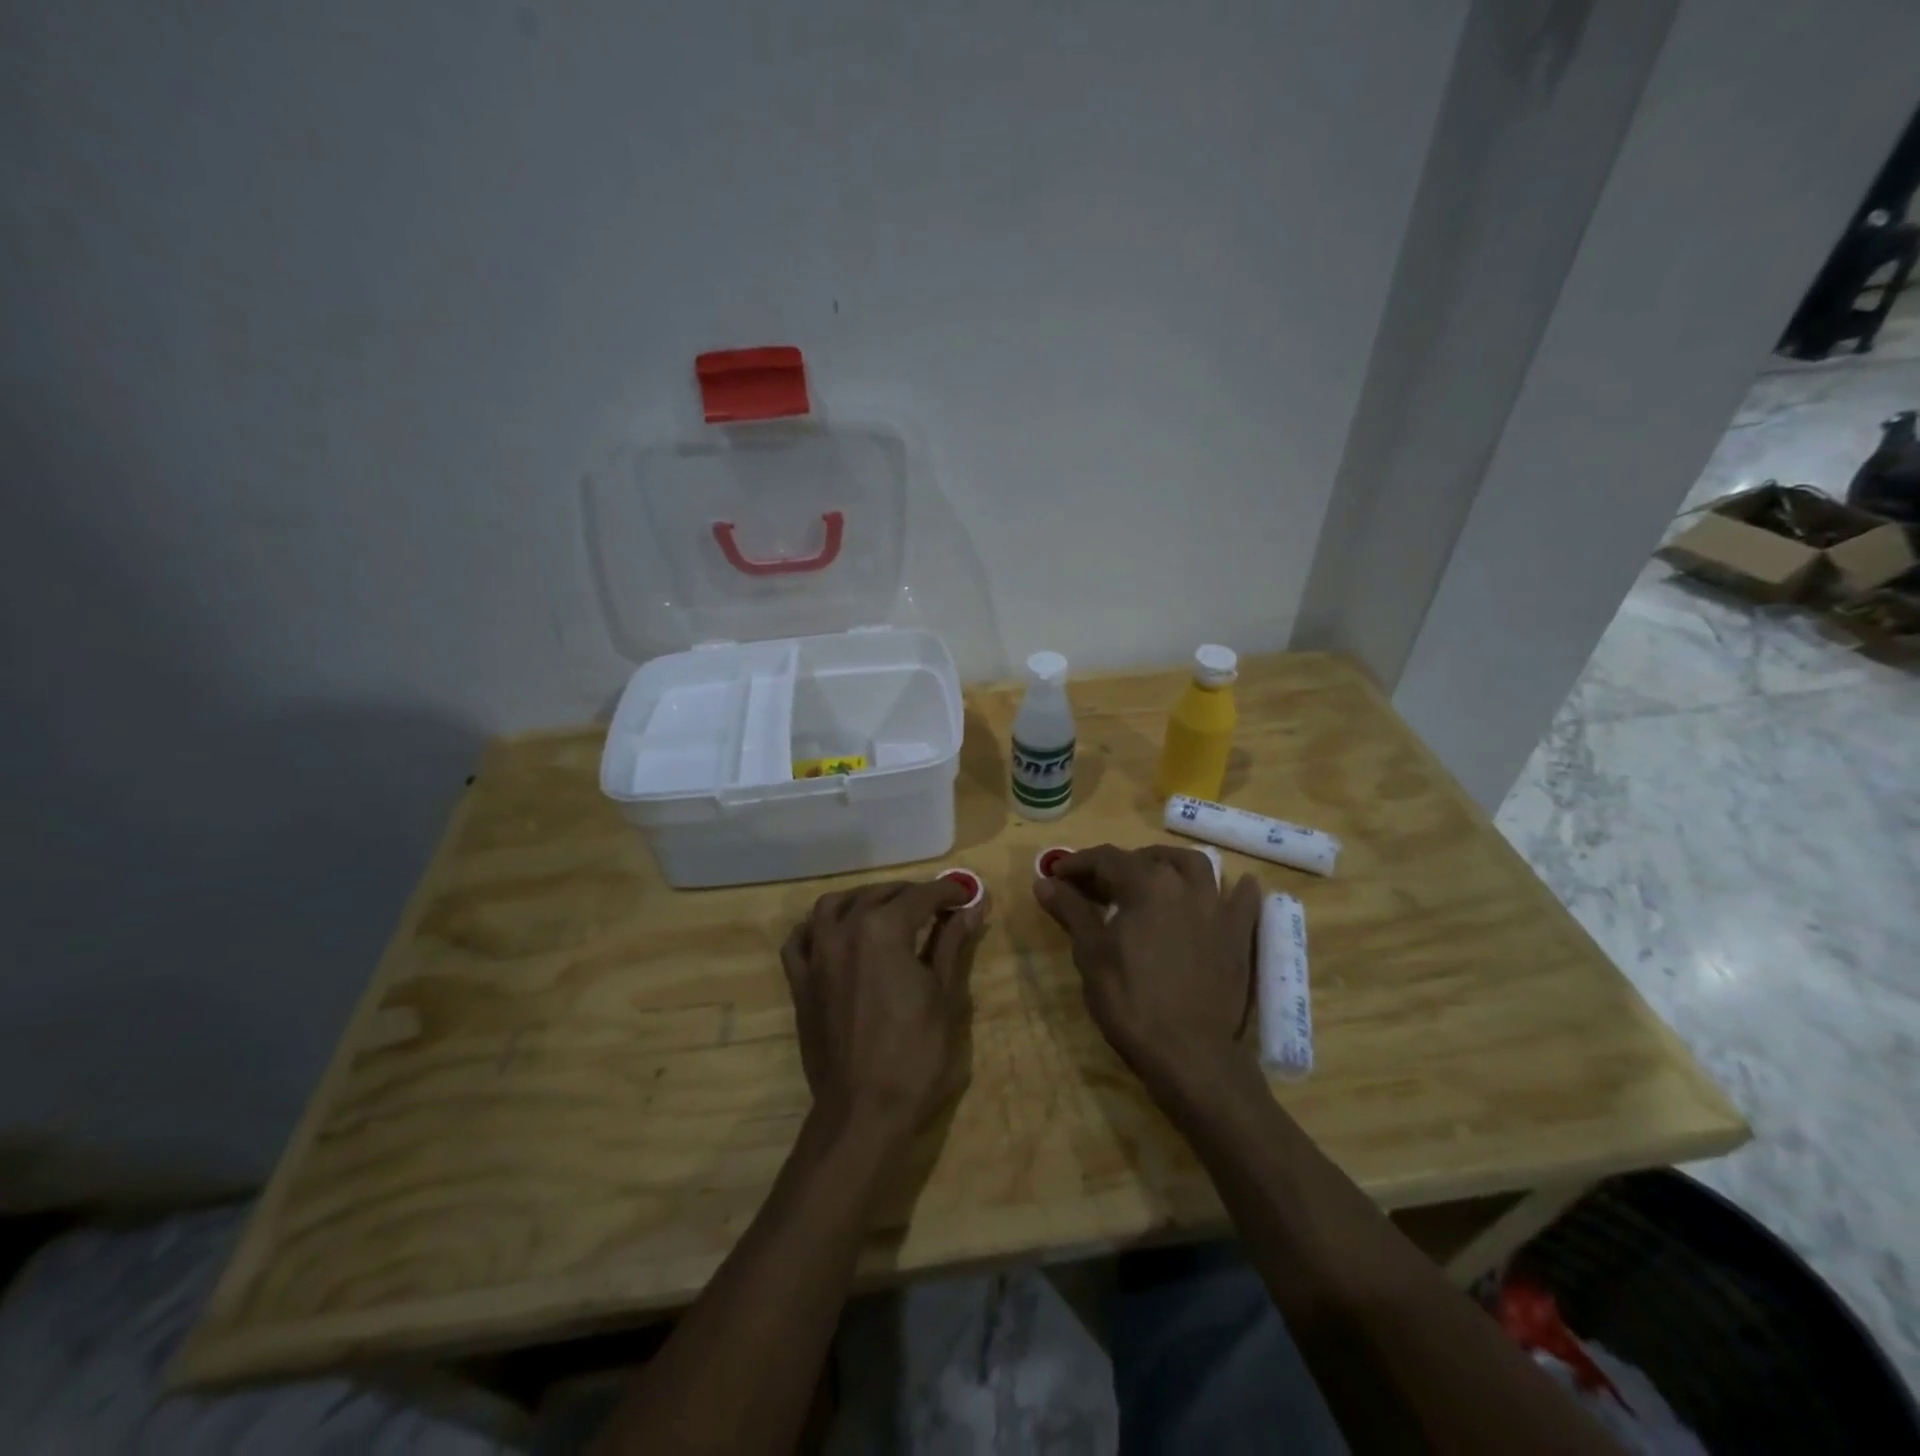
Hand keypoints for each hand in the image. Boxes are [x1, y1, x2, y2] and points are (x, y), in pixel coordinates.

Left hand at [780, 880, 986, 1141]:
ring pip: (834, 905)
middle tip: (936, 907)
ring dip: (863, 900)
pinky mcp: (800, 982)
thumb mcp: (945, 996)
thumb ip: (953, 943)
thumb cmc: (915, 1054)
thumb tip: (972, 907)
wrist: (863, 1110)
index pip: (921, 896)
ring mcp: (817, 955)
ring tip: (886, 912)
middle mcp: (845, 930)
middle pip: (879, 895)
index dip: (948, 892)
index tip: (966, 895)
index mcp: (884, 930)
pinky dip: (817, 927)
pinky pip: (800, 939)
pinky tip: (834, 933)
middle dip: (911, 894)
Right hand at [1034, 845, 1262, 1097]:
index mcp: (1146, 885)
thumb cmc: (1130, 1000)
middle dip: (1120, 863)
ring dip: (1170, 863)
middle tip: (1099, 884)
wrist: (1188, 1052)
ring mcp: (1218, 908)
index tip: (1057, 874)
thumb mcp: (1091, 953)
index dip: (1078, 863)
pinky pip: (1245, 900)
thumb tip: (1044, 881)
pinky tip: (1233, 887)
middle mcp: (1185, 885)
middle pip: (1149, 858)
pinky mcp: (1239, 935)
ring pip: (1196, 865)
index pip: (1106, 859)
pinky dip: (1238, 888)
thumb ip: (1071, 910)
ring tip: (1154, 875)